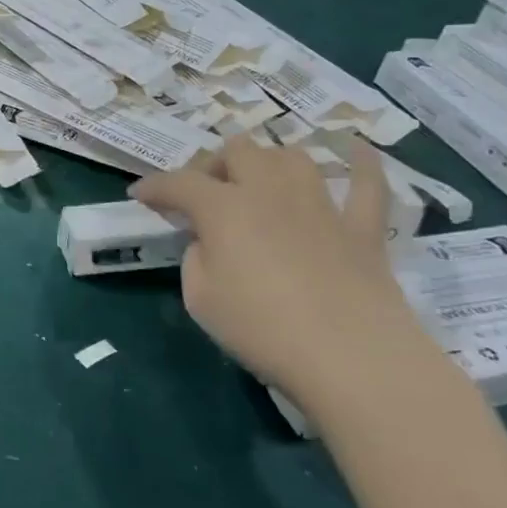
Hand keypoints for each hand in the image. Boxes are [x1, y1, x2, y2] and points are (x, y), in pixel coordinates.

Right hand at [130, 137, 437, 409]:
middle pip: (237, 151)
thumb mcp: (199, 297)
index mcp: (223, 208)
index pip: (178, 183)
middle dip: (213, 166)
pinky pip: (367, 182)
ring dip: (267, 162)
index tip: (139, 196)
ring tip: (257, 184)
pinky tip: (354, 149)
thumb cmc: (261, 329)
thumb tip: (210, 243)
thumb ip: (197, 258)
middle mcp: (270, 191)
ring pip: (291, 157)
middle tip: (203, 196)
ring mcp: (321, 205)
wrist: (352, 358)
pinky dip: (360, 163)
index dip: (154, 186)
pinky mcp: (363, 228)